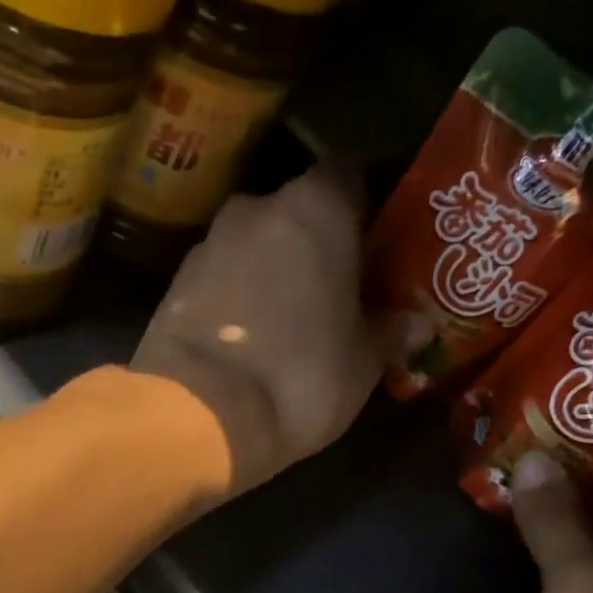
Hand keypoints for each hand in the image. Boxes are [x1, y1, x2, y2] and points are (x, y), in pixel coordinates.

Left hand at [133, 165, 380, 496]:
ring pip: (253, 245)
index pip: (349, 176)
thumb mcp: (363, 362)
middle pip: (295, 212)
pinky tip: (247, 335)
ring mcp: (207, 244)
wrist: (199, 416)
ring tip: (288, 317)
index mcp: (315, 208)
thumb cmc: (301, 376)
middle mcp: (256, 209)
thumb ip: (391, 332)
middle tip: (335, 286)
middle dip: (314, 243)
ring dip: (270, 270)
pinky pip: (220, 277)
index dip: (363, 206)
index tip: (374, 243)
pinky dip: (235, 295)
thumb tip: (418, 323)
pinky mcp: (173, 284)